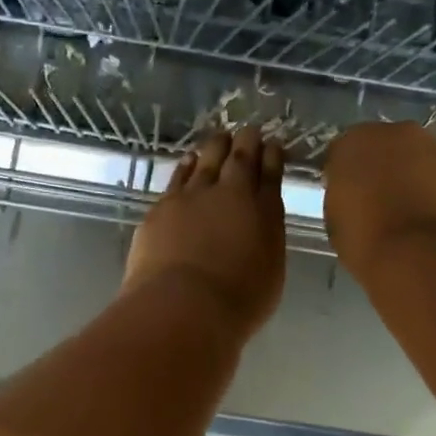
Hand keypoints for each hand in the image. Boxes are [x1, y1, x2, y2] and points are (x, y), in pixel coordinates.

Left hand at [125, 127, 285, 337]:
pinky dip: (186, 166)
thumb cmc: (237, 303)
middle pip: (240, 160)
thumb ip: (264, 244)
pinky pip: (179, 177)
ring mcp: (194, 197)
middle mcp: (232, 196)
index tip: (273, 145)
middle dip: (246, 142)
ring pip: (207, 161)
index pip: (271, 176)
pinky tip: (188, 160)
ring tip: (219, 138)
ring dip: (215, 148)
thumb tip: (256, 230)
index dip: (272, 158)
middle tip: (248, 131)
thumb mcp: (269, 274)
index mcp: (266, 214)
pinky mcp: (163, 206)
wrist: (183, 305)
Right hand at [323, 122, 435, 276]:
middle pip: (385, 147)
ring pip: (416, 160)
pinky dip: (434, 193)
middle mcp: (397, 134)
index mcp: (356, 141)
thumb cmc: (364, 238)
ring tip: (405, 213)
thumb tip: (354, 195)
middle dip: (380, 168)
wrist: (420, 256)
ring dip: (410, 178)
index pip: (343, 152)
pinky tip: (427, 220)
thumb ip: (343, 194)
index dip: (343, 175)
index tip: (344, 196)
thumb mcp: (335, 217)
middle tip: (375, 200)